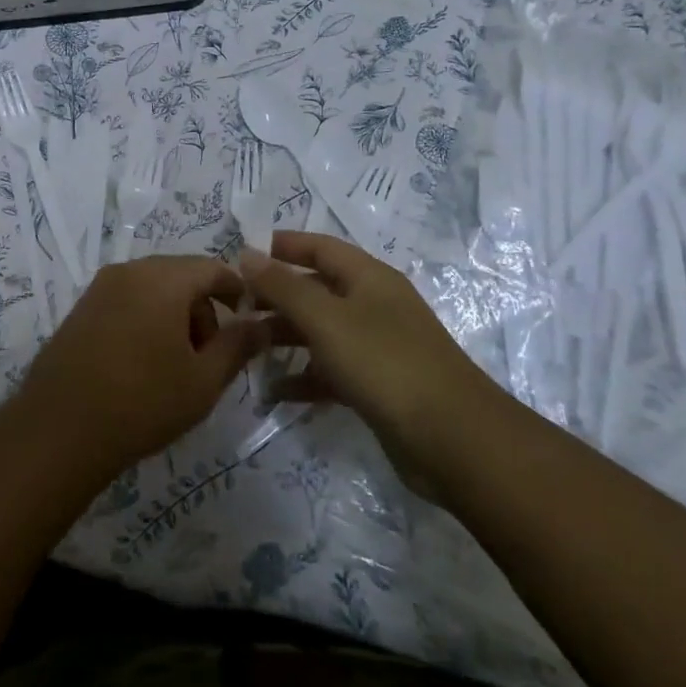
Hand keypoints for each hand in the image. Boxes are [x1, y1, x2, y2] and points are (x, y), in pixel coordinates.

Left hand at [17, 257, 269, 475]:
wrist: (59, 429)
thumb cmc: (142, 402)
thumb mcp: (203, 380)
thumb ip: (237, 345)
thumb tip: (262, 323)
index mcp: (162, 278)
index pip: (212, 267)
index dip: (237, 291)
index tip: (248, 324)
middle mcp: (128, 271)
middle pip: (180, 276)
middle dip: (203, 309)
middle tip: (210, 356)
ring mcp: (99, 288)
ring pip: (152, 289)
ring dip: (174, 316)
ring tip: (177, 366)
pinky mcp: (80, 309)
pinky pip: (126, 301)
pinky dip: (146, 320)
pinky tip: (143, 364)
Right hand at [239, 232, 507, 497]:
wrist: (452, 439)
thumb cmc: (384, 363)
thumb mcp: (326, 318)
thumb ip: (283, 286)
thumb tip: (247, 253)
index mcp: (368, 278)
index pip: (319, 247)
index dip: (282, 246)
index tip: (240, 255)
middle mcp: (372, 305)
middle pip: (315, 290)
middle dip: (275, 296)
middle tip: (233, 308)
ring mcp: (375, 347)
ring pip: (319, 331)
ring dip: (283, 336)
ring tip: (244, 347)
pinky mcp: (375, 385)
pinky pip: (329, 371)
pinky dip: (302, 377)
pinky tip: (273, 391)